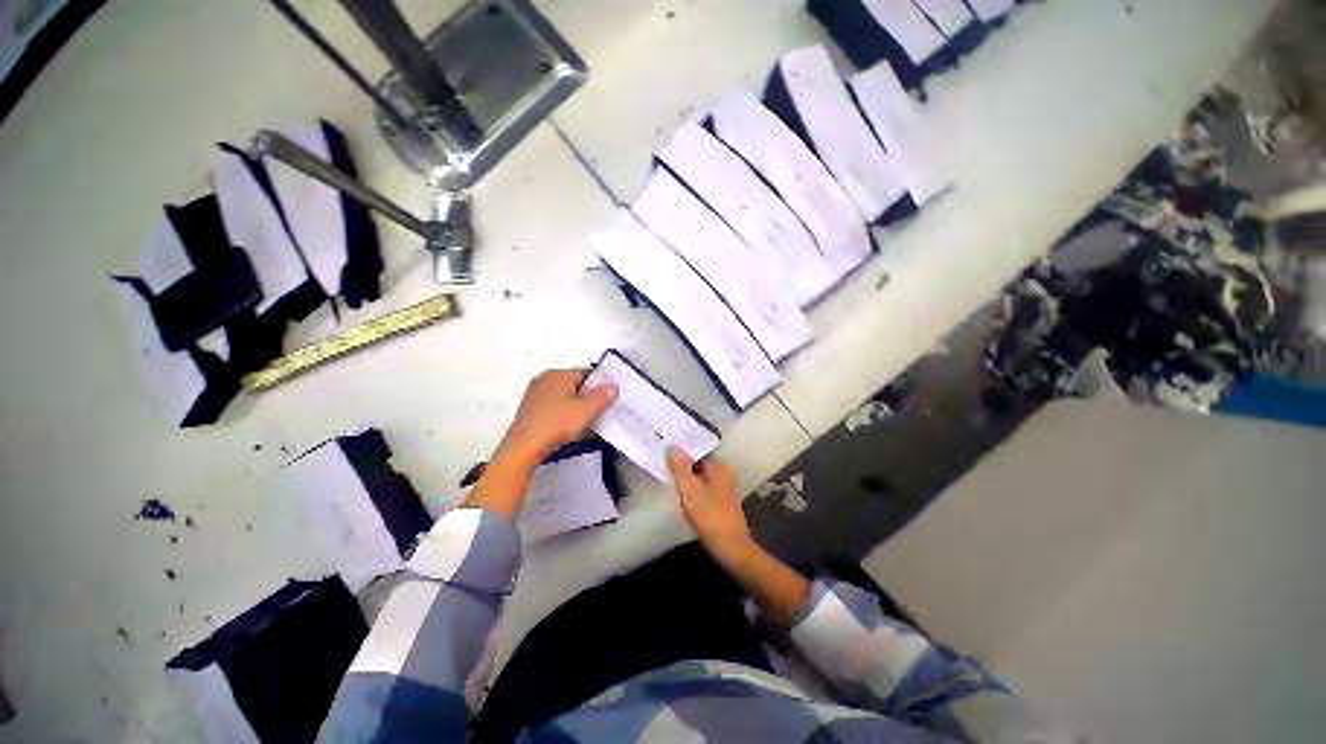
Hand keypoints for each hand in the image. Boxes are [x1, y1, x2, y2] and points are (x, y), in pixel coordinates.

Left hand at [467, 369, 616, 518]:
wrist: (523, 448)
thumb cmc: (556, 424)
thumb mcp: (586, 410)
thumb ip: (602, 396)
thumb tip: (613, 386)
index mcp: (557, 374)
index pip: (586, 374)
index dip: (599, 387)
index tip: (606, 402)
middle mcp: (544, 379)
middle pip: (575, 384)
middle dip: (587, 397)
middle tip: (596, 413)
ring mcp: (535, 393)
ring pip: (564, 396)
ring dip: (575, 406)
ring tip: (583, 421)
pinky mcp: (530, 408)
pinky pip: (553, 405)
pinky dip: (563, 412)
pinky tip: (566, 426)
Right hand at [667, 447, 753, 562]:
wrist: (731, 549)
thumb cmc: (710, 517)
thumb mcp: (690, 490)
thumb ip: (680, 467)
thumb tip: (672, 446)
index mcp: (720, 467)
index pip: (698, 450)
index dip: (681, 449)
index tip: (664, 448)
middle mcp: (724, 473)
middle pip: (699, 462)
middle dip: (682, 462)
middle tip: (662, 461)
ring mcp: (724, 487)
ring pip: (700, 475)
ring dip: (686, 475)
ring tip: (667, 473)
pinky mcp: (721, 501)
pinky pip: (703, 486)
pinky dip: (692, 487)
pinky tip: (680, 492)